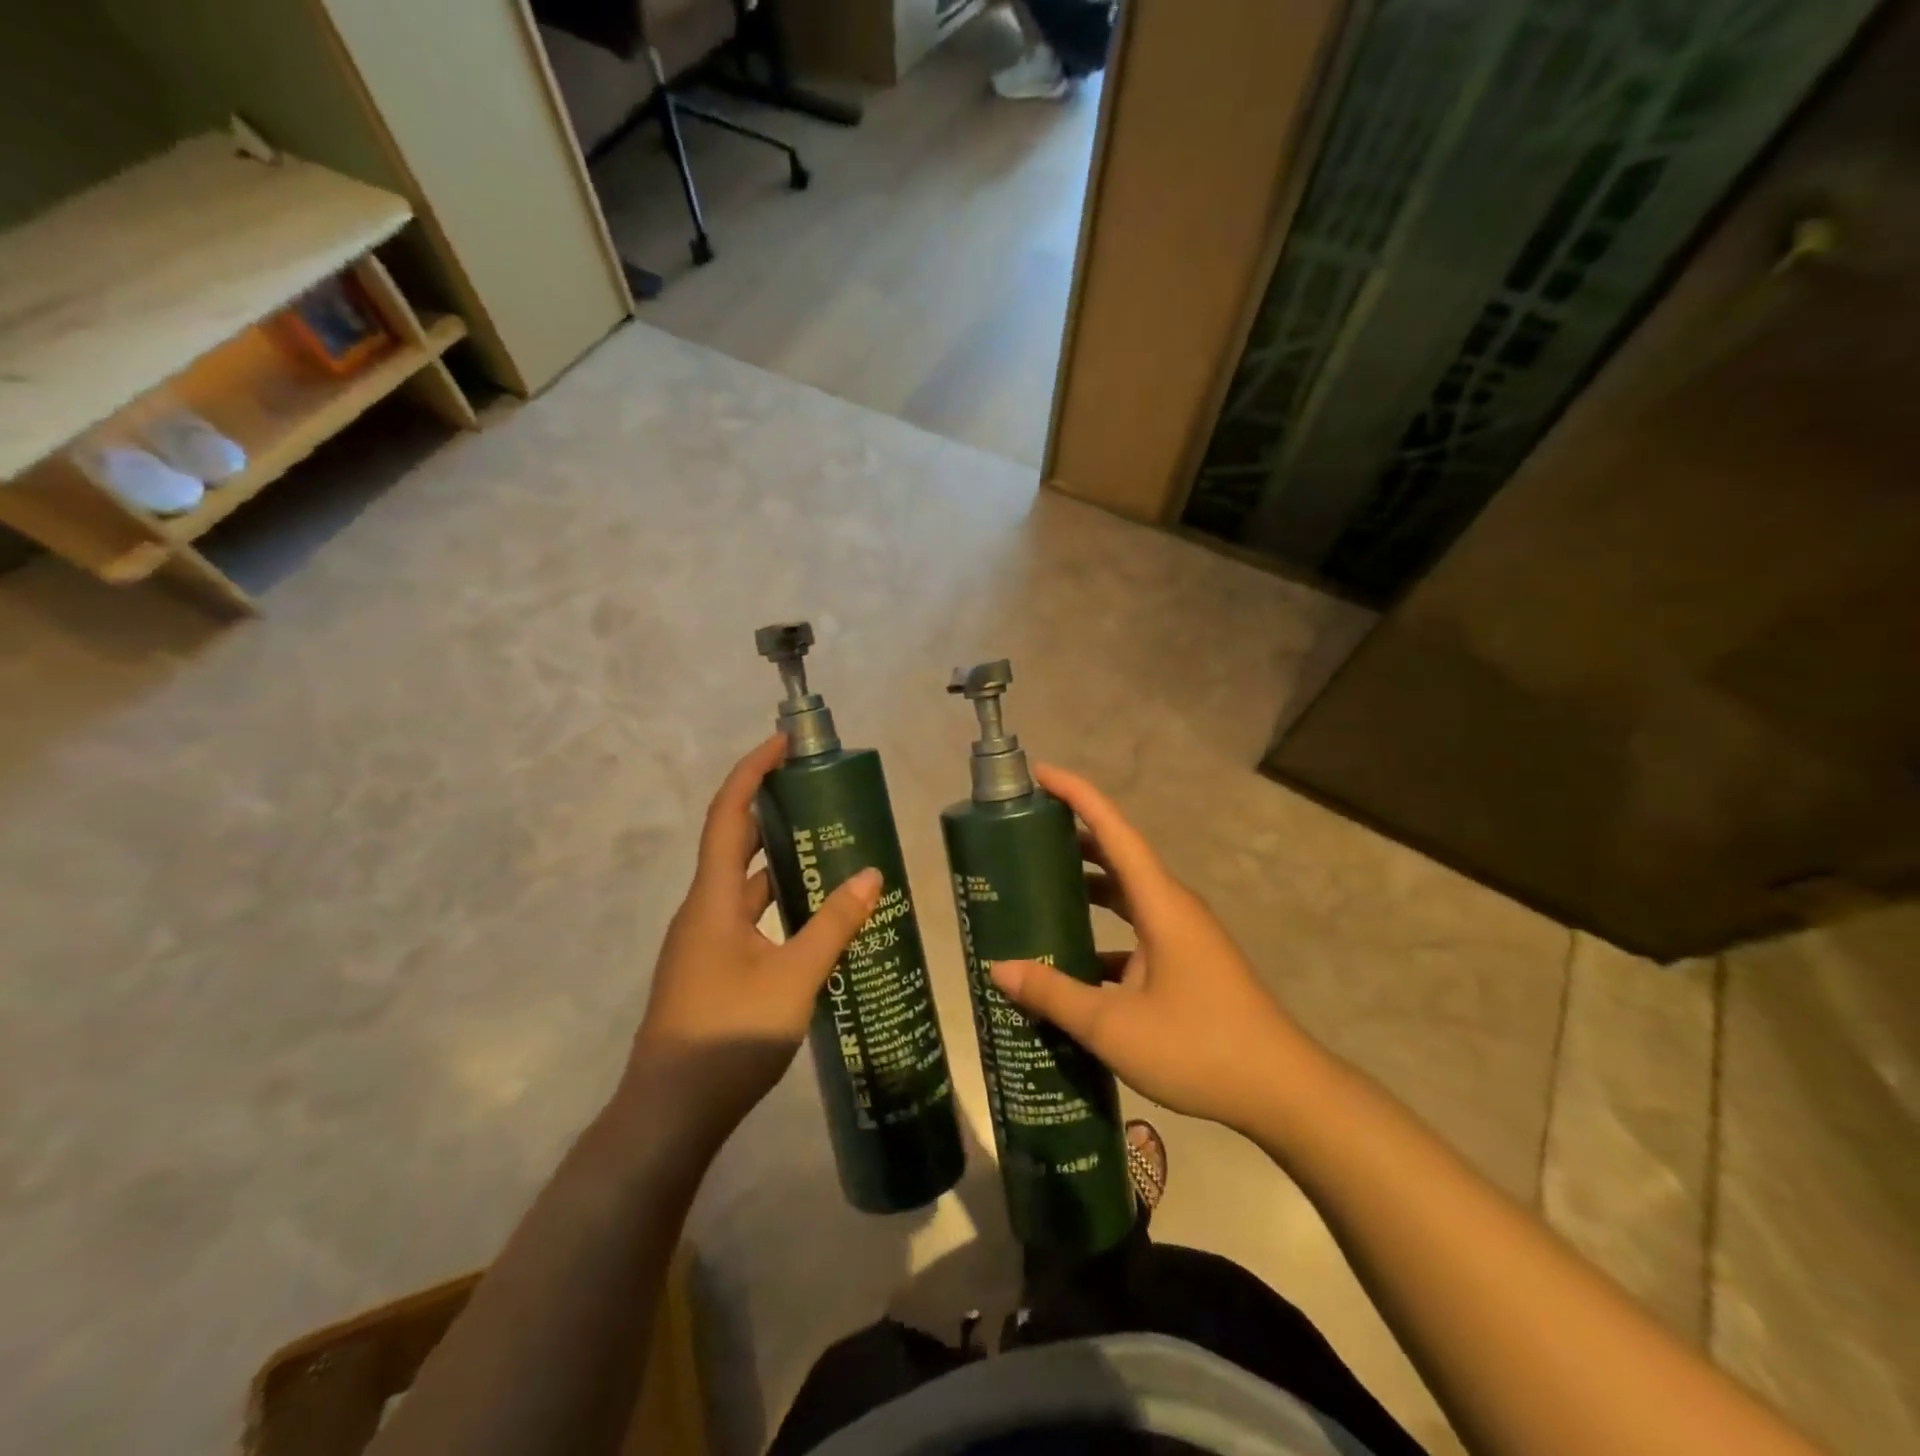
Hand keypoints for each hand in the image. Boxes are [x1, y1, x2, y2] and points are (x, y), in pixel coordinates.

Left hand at [623, 735, 883, 1146]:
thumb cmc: (729, 1036)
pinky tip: (810, 913)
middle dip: (771, 809)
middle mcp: (702, 910)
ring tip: (826, 845)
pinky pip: (746, 915)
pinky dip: (776, 900)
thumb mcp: (795, 978)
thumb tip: (871, 875)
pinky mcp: (711, 968)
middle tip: (818, 792)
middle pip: (734, 842)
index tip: (784, 743)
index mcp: (712, 899)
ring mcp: (703, 942)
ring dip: (777, 859)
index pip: (728, 814)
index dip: (752, 771)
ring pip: (742, 883)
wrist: (669, 1113)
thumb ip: (834, 925)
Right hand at [989, 765, 1308, 1134]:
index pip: (1113, 829)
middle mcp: (1172, 907)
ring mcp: (1182, 935)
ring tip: (1037, 888)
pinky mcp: (1186, 962)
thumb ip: (1054, 994)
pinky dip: (1102, 933)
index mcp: (1160, 902)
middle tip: (1022, 835)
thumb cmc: (1199, 1047)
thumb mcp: (1114, 1025)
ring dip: (1087, 885)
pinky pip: (1136, 931)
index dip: (1077, 795)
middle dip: (1072, 838)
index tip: (1039, 774)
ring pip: (1127, 894)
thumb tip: (997, 969)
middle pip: (1118, 854)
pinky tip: (1071, 961)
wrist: (1283, 1092)